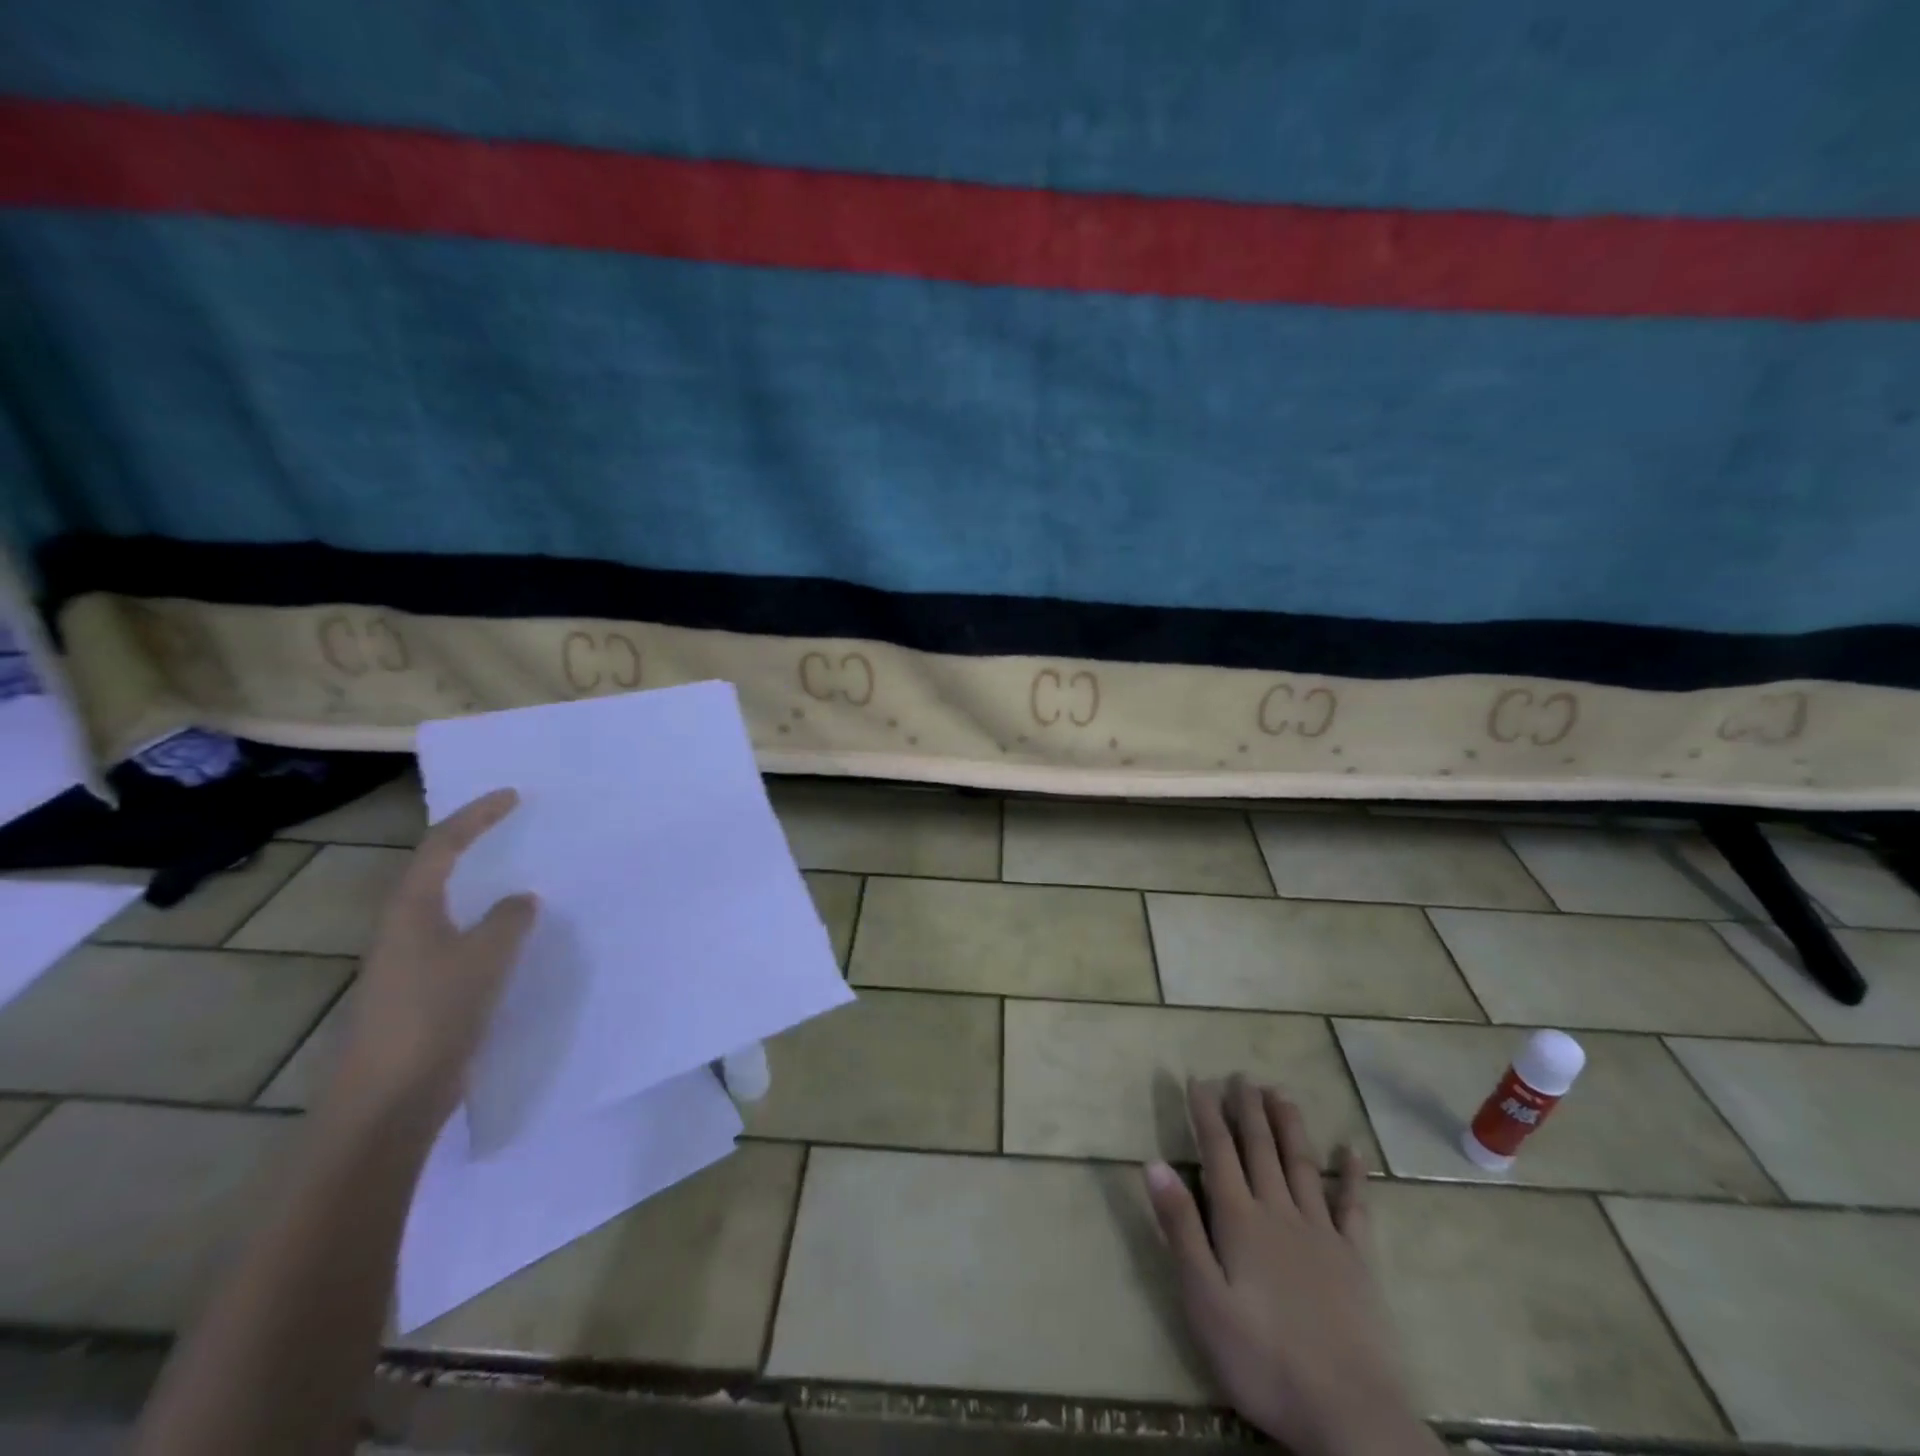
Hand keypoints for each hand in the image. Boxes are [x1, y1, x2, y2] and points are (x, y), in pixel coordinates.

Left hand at [319, 788, 537, 1133]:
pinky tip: (516, 942)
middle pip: (438, 871)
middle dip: (475, 846)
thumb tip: (520, 900)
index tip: (513, 796)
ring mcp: (409, 963)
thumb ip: (509, 920)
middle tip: (518, 831)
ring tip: (526, 880)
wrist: (388, 1101)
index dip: (477, 816)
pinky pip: (461, 942)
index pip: (443, 845)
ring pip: (450, 909)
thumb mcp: (485, 958)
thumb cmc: (433, 1015)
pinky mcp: (422, 994)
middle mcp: (403, 928)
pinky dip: (488, 929)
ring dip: (484, 889)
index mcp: (410, 909)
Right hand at [1145, 1078, 1438, 1455]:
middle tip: (1241, 1074)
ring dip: (1289, 1125)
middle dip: (1247, 1109)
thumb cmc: (1264, 1360)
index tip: (1198, 1079)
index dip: (1206, 1113)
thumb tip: (1153, 1163)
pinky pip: (1354, 1207)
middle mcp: (1280, 1212)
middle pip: (1260, 1148)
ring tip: (1280, 1091)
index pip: (1218, 1152)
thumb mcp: (1204, 1300)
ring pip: (1301, 1164)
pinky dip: (1352, 1175)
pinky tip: (1351, 1149)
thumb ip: (1180, 1229)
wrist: (1351, 1416)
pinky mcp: (1358, 1261)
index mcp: (1240, 1221)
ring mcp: (1323, 1233)